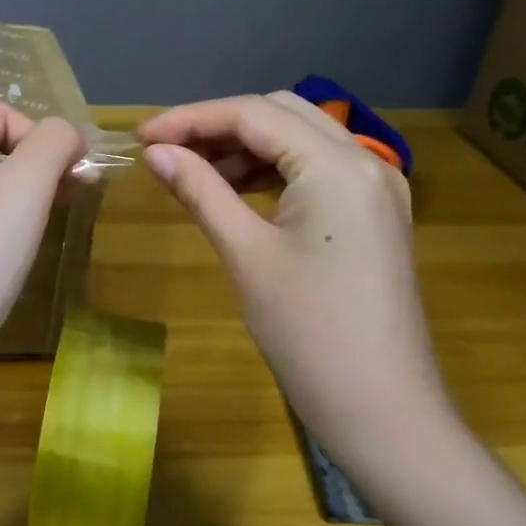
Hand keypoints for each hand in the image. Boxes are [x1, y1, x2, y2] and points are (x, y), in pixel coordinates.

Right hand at [139, 92, 452, 451]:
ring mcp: (377, 188)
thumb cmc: (309, 333)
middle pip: (281, 114)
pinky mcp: (375, 214)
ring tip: (193, 171)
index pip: (254, 114)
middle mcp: (366, 161)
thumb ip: (201, 191)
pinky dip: (273, 169)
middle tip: (166, 151)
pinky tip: (236, 190)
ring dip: (246, 145)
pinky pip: (318, 170)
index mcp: (337, 166)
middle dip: (219, 125)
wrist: (384, 412)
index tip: (142, 137)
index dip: (192, 119)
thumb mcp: (247, 255)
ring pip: (301, 138)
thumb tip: (155, 152)